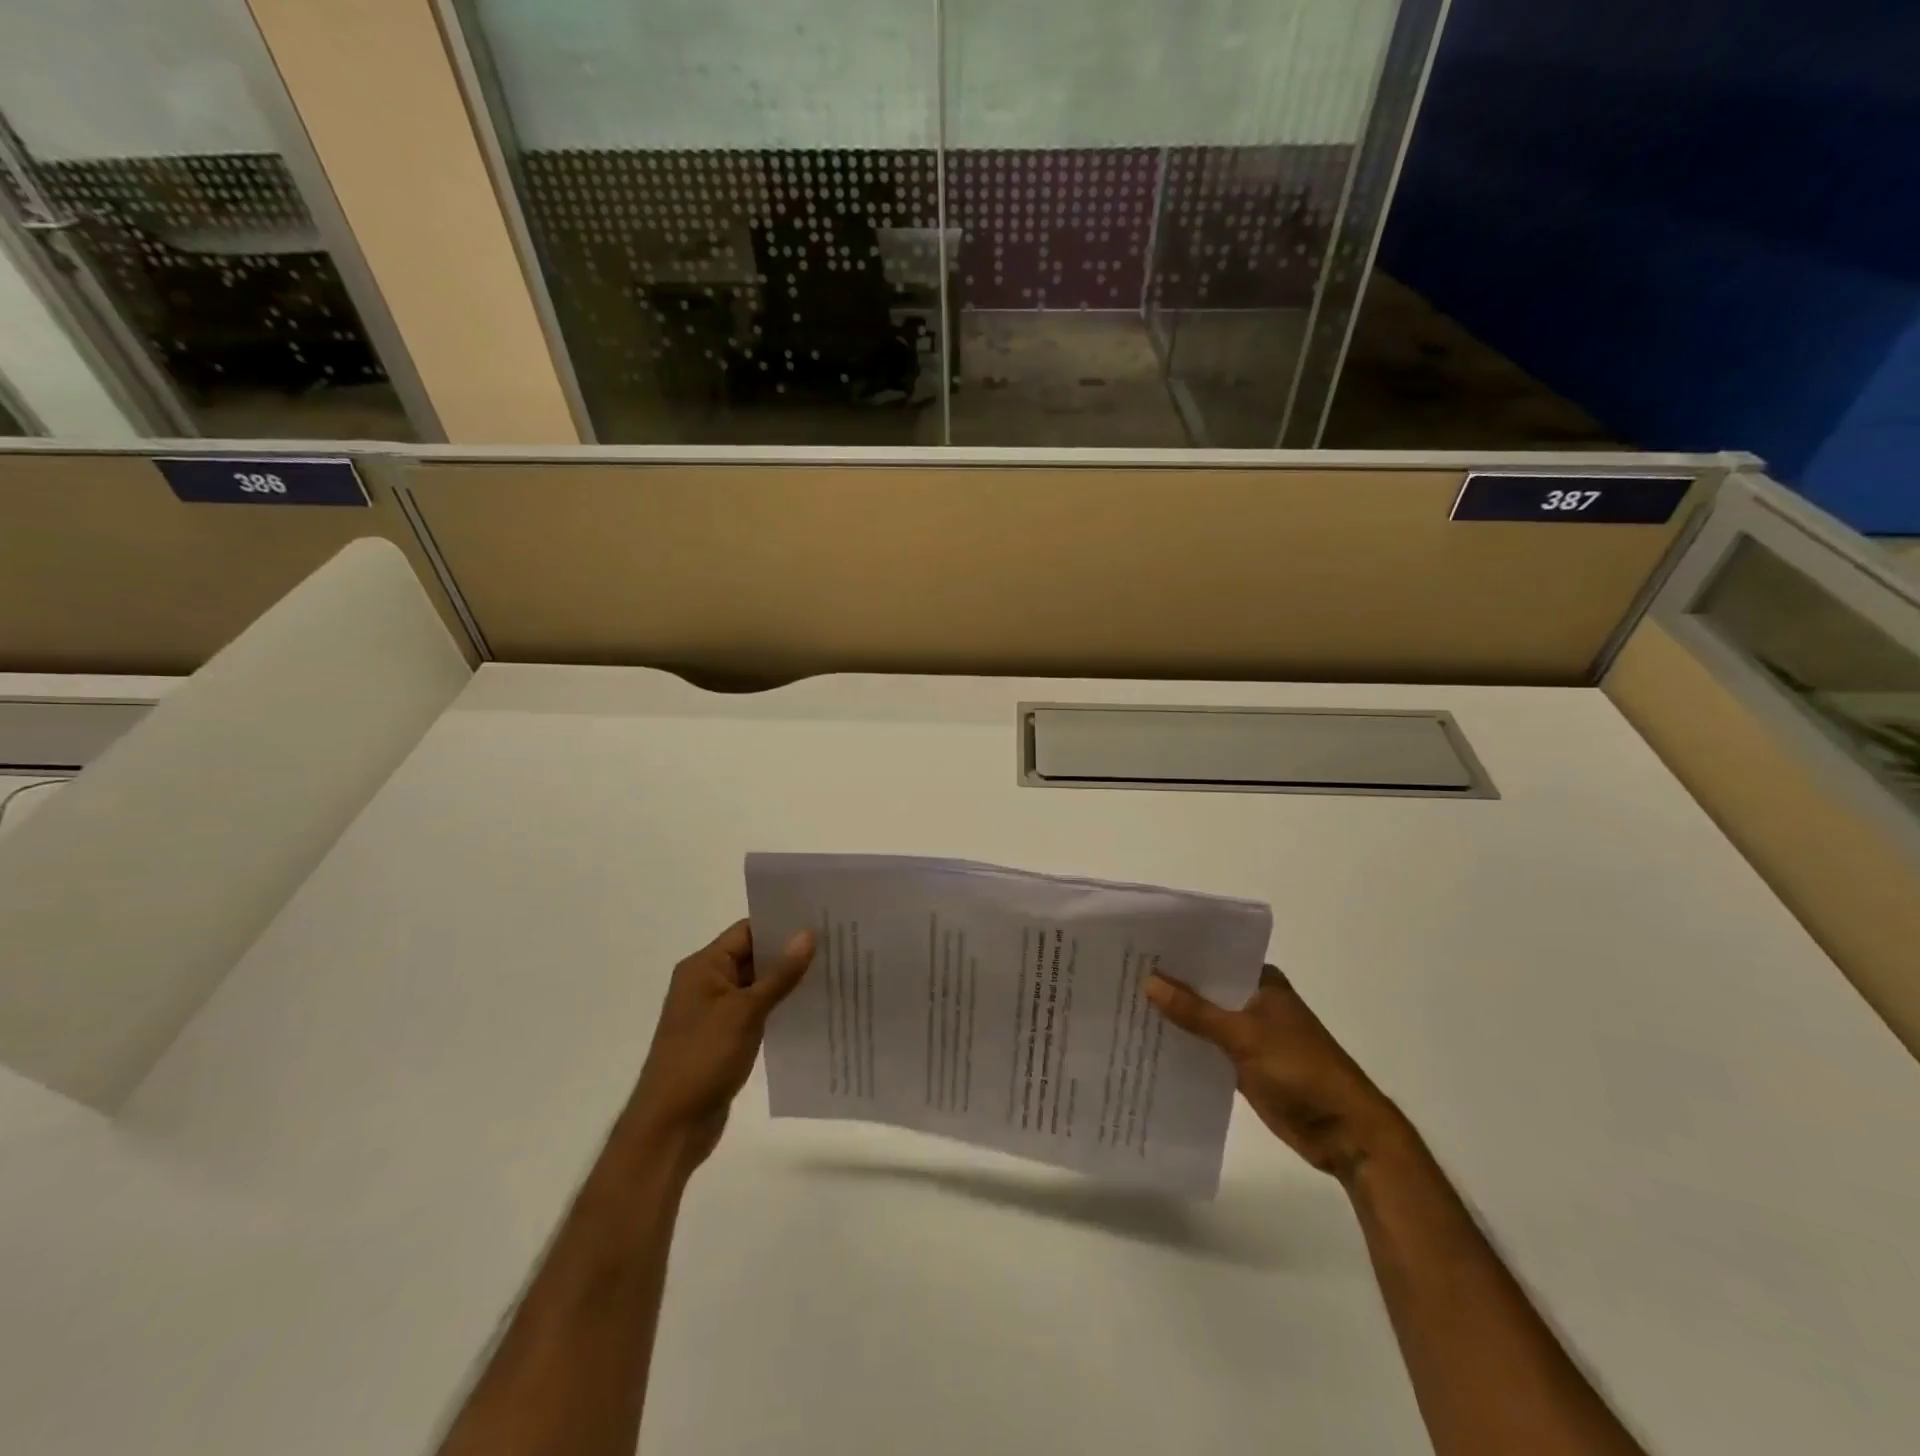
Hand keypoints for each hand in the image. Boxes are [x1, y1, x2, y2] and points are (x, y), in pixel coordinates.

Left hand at [624, 920, 815, 1176]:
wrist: (671, 1127)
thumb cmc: (703, 1058)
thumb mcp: (746, 1012)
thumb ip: (780, 974)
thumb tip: (808, 934)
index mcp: (703, 967)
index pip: (747, 931)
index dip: (782, 924)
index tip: (821, 920)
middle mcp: (706, 983)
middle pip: (753, 956)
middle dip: (790, 952)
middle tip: (835, 945)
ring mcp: (714, 1012)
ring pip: (757, 985)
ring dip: (787, 982)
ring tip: (832, 973)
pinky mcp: (723, 1038)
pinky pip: (756, 1012)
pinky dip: (778, 1008)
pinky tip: (810, 1009)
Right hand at [1146, 965, 1407, 1182]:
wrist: (1344, 1133)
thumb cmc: (1301, 1070)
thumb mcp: (1244, 1036)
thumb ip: (1195, 1011)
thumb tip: (1149, 981)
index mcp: (1262, 982)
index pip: (1213, 956)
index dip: (1179, 953)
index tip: (1137, 947)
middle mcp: (1253, 1001)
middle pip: (1205, 988)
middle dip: (1170, 985)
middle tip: (1121, 974)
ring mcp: (1249, 1034)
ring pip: (1203, 1019)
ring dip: (1175, 1017)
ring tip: (1125, 1005)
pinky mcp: (1243, 1065)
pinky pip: (1206, 1048)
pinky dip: (1185, 1046)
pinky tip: (1148, 1043)